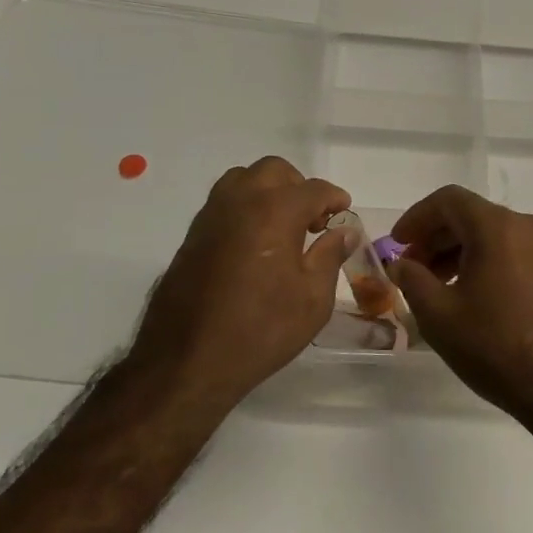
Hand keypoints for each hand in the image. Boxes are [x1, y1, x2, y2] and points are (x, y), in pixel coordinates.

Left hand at [129, 157, 355, 403]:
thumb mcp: (312, 299)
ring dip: (268, 191)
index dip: (335, 199)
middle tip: (313, 220)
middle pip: (274, 171)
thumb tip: (344, 231)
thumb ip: (330, 256)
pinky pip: (224, 203)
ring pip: (243, 179)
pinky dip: (245, 208)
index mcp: (275, 211)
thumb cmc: (261, 330)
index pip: (314, 189)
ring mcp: (211, 215)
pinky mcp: (192, 235)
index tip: (344, 215)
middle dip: (299, 187)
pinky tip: (255, 244)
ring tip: (282, 227)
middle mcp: (240, 201)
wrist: (187, 361)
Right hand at [389, 186, 532, 418]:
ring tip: (437, 286)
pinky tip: (471, 296)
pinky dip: (486, 262)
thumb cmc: (494, 346)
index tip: (397, 244)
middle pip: (472, 216)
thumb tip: (400, 264)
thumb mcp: (439, 315)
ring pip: (494, 235)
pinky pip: (514, 253)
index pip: (448, 200)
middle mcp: (527, 227)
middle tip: (411, 268)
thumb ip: (412, 279)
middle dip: (436, 237)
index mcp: (498, 227)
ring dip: (460, 252)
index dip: (416, 217)